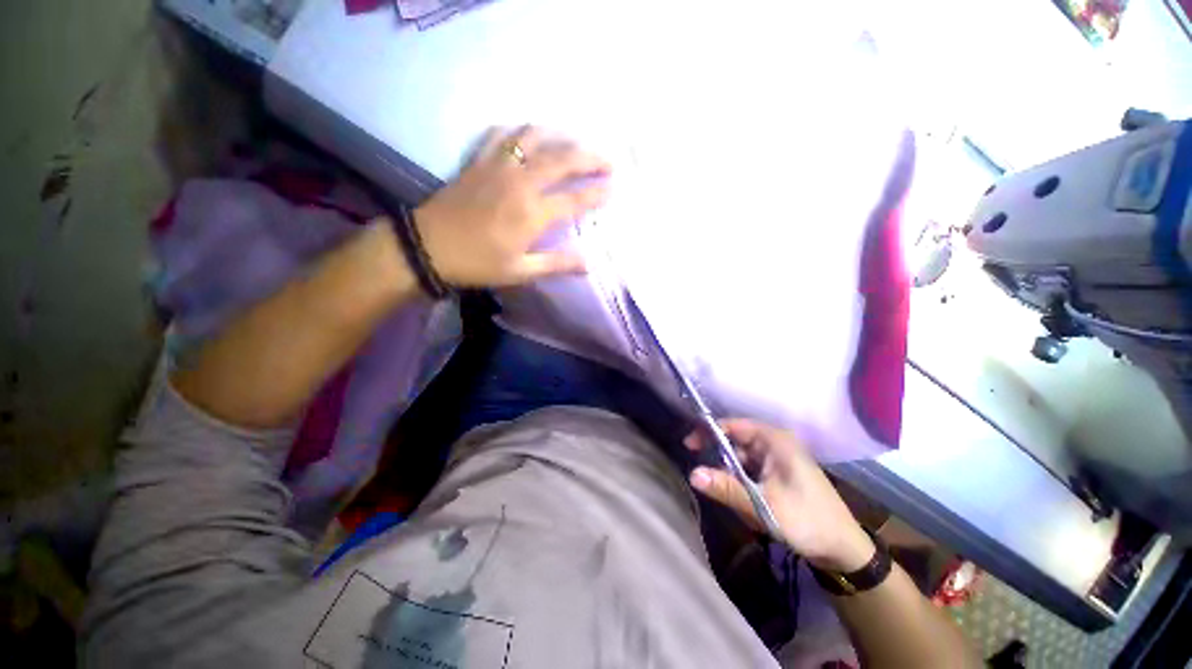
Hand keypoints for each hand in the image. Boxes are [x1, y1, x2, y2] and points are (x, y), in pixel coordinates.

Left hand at [412, 126, 610, 287]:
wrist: (428, 246)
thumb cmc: (477, 263)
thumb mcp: (520, 272)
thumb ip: (557, 264)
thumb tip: (590, 264)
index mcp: (532, 212)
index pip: (574, 199)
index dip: (597, 193)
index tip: (614, 188)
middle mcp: (520, 182)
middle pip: (562, 159)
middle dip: (590, 158)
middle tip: (608, 161)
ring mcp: (498, 166)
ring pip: (534, 138)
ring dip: (558, 136)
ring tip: (573, 143)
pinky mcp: (479, 160)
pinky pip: (501, 135)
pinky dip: (518, 131)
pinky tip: (526, 136)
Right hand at [685, 419, 875, 571]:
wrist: (844, 550)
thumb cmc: (807, 521)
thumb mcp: (763, 506)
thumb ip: (726, 488)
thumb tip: (692, 473)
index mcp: (774, 440)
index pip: (732, 425)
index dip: (708, 432)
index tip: (689, 446)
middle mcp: (775, 443)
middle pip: (735, 442)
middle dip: (721, 461)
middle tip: (707, 480)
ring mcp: (777, 458)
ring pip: (741, 459)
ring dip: (733, 477)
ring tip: (737, 501)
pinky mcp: (778, 473)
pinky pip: (750, 471)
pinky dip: (743, 484)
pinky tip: (746, 504)